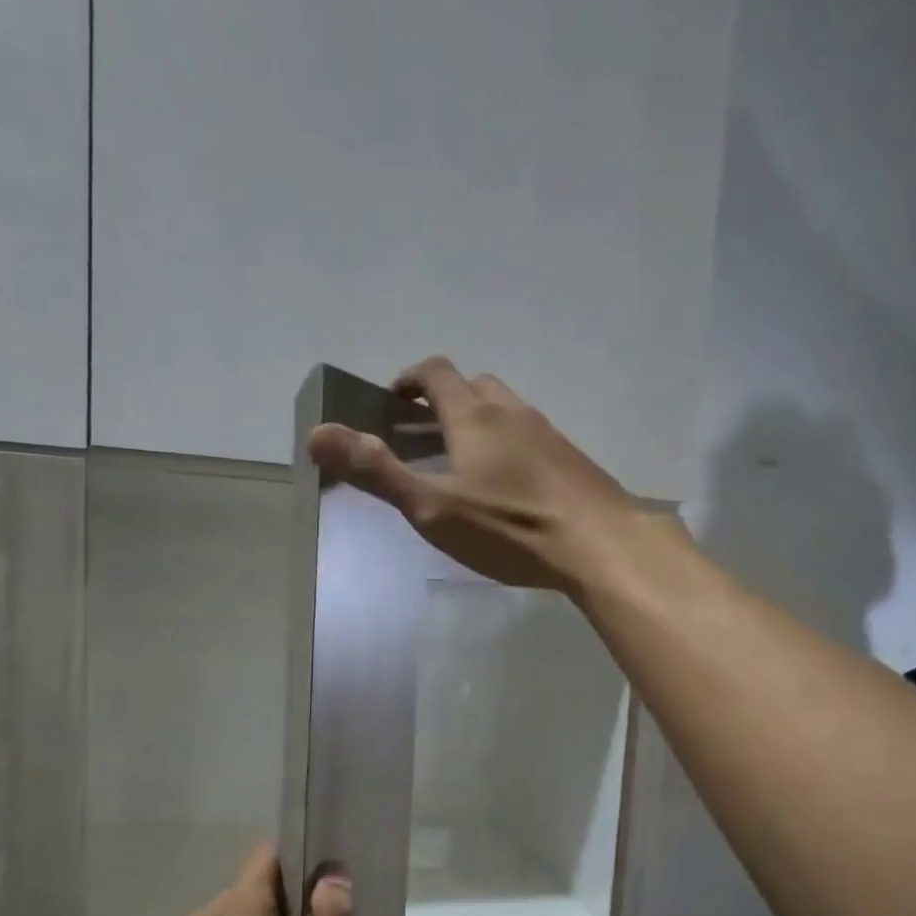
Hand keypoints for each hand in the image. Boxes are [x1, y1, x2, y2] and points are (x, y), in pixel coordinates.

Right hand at [306, 356, 641, 593]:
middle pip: (473, 386)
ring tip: (460, 465)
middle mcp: (512, 411)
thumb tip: (316, 433)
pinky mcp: (572, 460)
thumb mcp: (432, 507)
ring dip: (477, 424)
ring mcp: (548, 434)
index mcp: (474, 414)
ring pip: (505, 412)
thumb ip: (377, 472)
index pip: (436, 372)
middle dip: (442, 401)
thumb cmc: (509, 526)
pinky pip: (530, 439)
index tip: (391, 401)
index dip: (408, 379)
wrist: (600, 544)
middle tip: (420, 435)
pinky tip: (507, 489)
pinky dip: (507, 448)